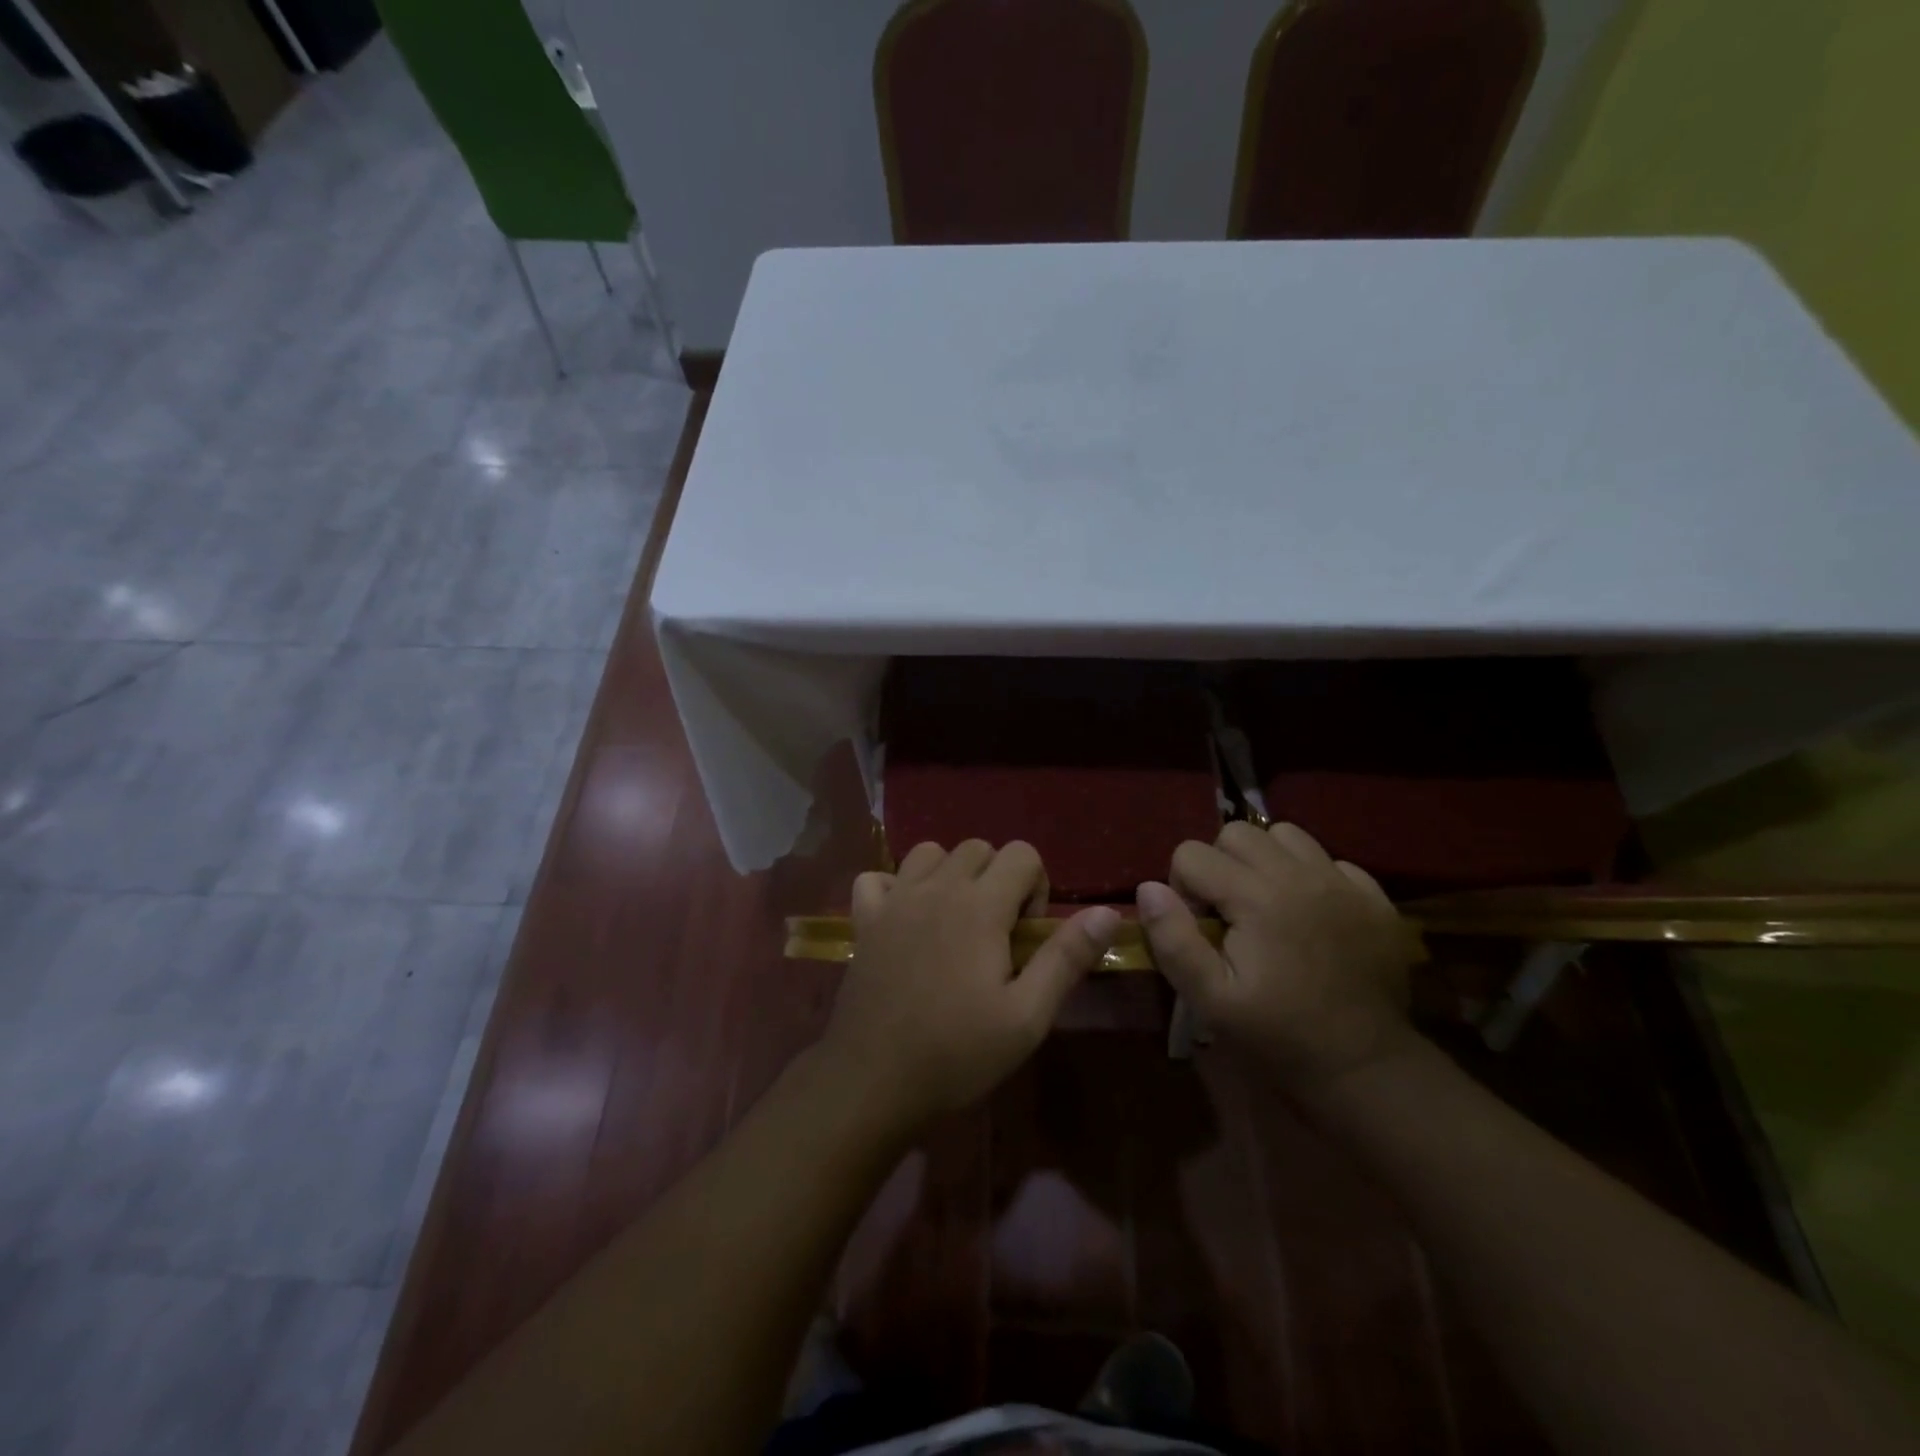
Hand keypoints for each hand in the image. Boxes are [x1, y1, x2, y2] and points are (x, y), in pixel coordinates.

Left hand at [821, 840, 1121, 1128]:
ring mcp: (894, 900)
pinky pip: (876, 878)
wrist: (873, 1082)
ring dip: (949, 875)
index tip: (1025, 937)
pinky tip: (903, 919)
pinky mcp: (864, 920)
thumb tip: (1108, 911)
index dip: (1036, 888)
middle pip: (978, 848)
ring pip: (929, 853)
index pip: (1022, 853)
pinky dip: (893, 888)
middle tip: (995, 935)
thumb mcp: (1027, 1016)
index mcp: (980, 906)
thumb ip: (1066, 957)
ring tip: (954, 922)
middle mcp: (936, 888)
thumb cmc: (957, 1053)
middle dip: (997, 879)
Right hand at [1136, 822, 1418, 1092]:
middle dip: (1220, 865)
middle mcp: (1300, 875)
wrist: (1365, 1069)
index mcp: (1256, 898)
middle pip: (1237, 832)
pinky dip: (1310, 875)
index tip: (1201, 927)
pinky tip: (1310, 915)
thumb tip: (1149, 889)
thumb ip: (1173, 940)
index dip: (1183, 887)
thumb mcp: (1210, 999)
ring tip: (1267, 903)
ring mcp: (1342, 882)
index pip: (1191, 853)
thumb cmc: (1278, 1036)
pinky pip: (1329, 859)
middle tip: (1229, 912)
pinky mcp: (1374, 897)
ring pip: (1285, 835)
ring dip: (1265, 861)